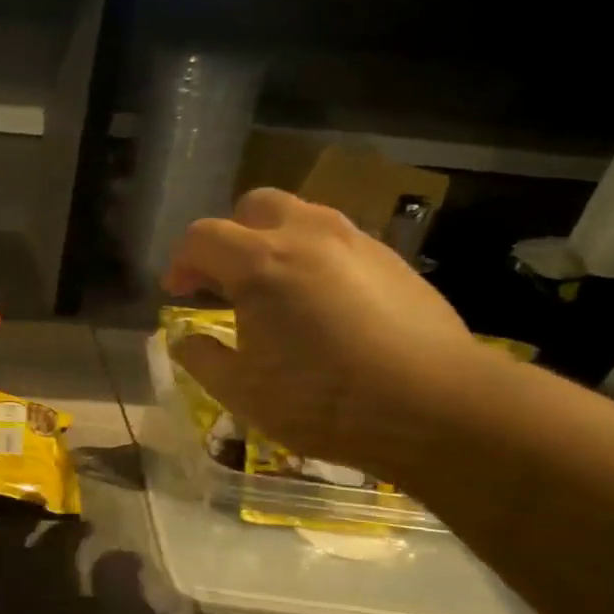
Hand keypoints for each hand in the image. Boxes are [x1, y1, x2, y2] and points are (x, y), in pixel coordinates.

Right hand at [163, 189, 482, 477]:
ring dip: (274, 242)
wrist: (436, 407)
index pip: (202, 237)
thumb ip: (203, 358)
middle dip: (230, 236)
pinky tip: (323, 304)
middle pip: (254, 206)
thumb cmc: (322, 400)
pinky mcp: (393, 260)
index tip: (177, 293)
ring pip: (302, 216)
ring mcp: (356, 242)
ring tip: (275, 290)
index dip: (181, 262)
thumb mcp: (242, 392)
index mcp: (260, 263)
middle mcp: (307, 235)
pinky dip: (314, 257)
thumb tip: (186, 340)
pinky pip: (339, 241)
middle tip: (225, 281)